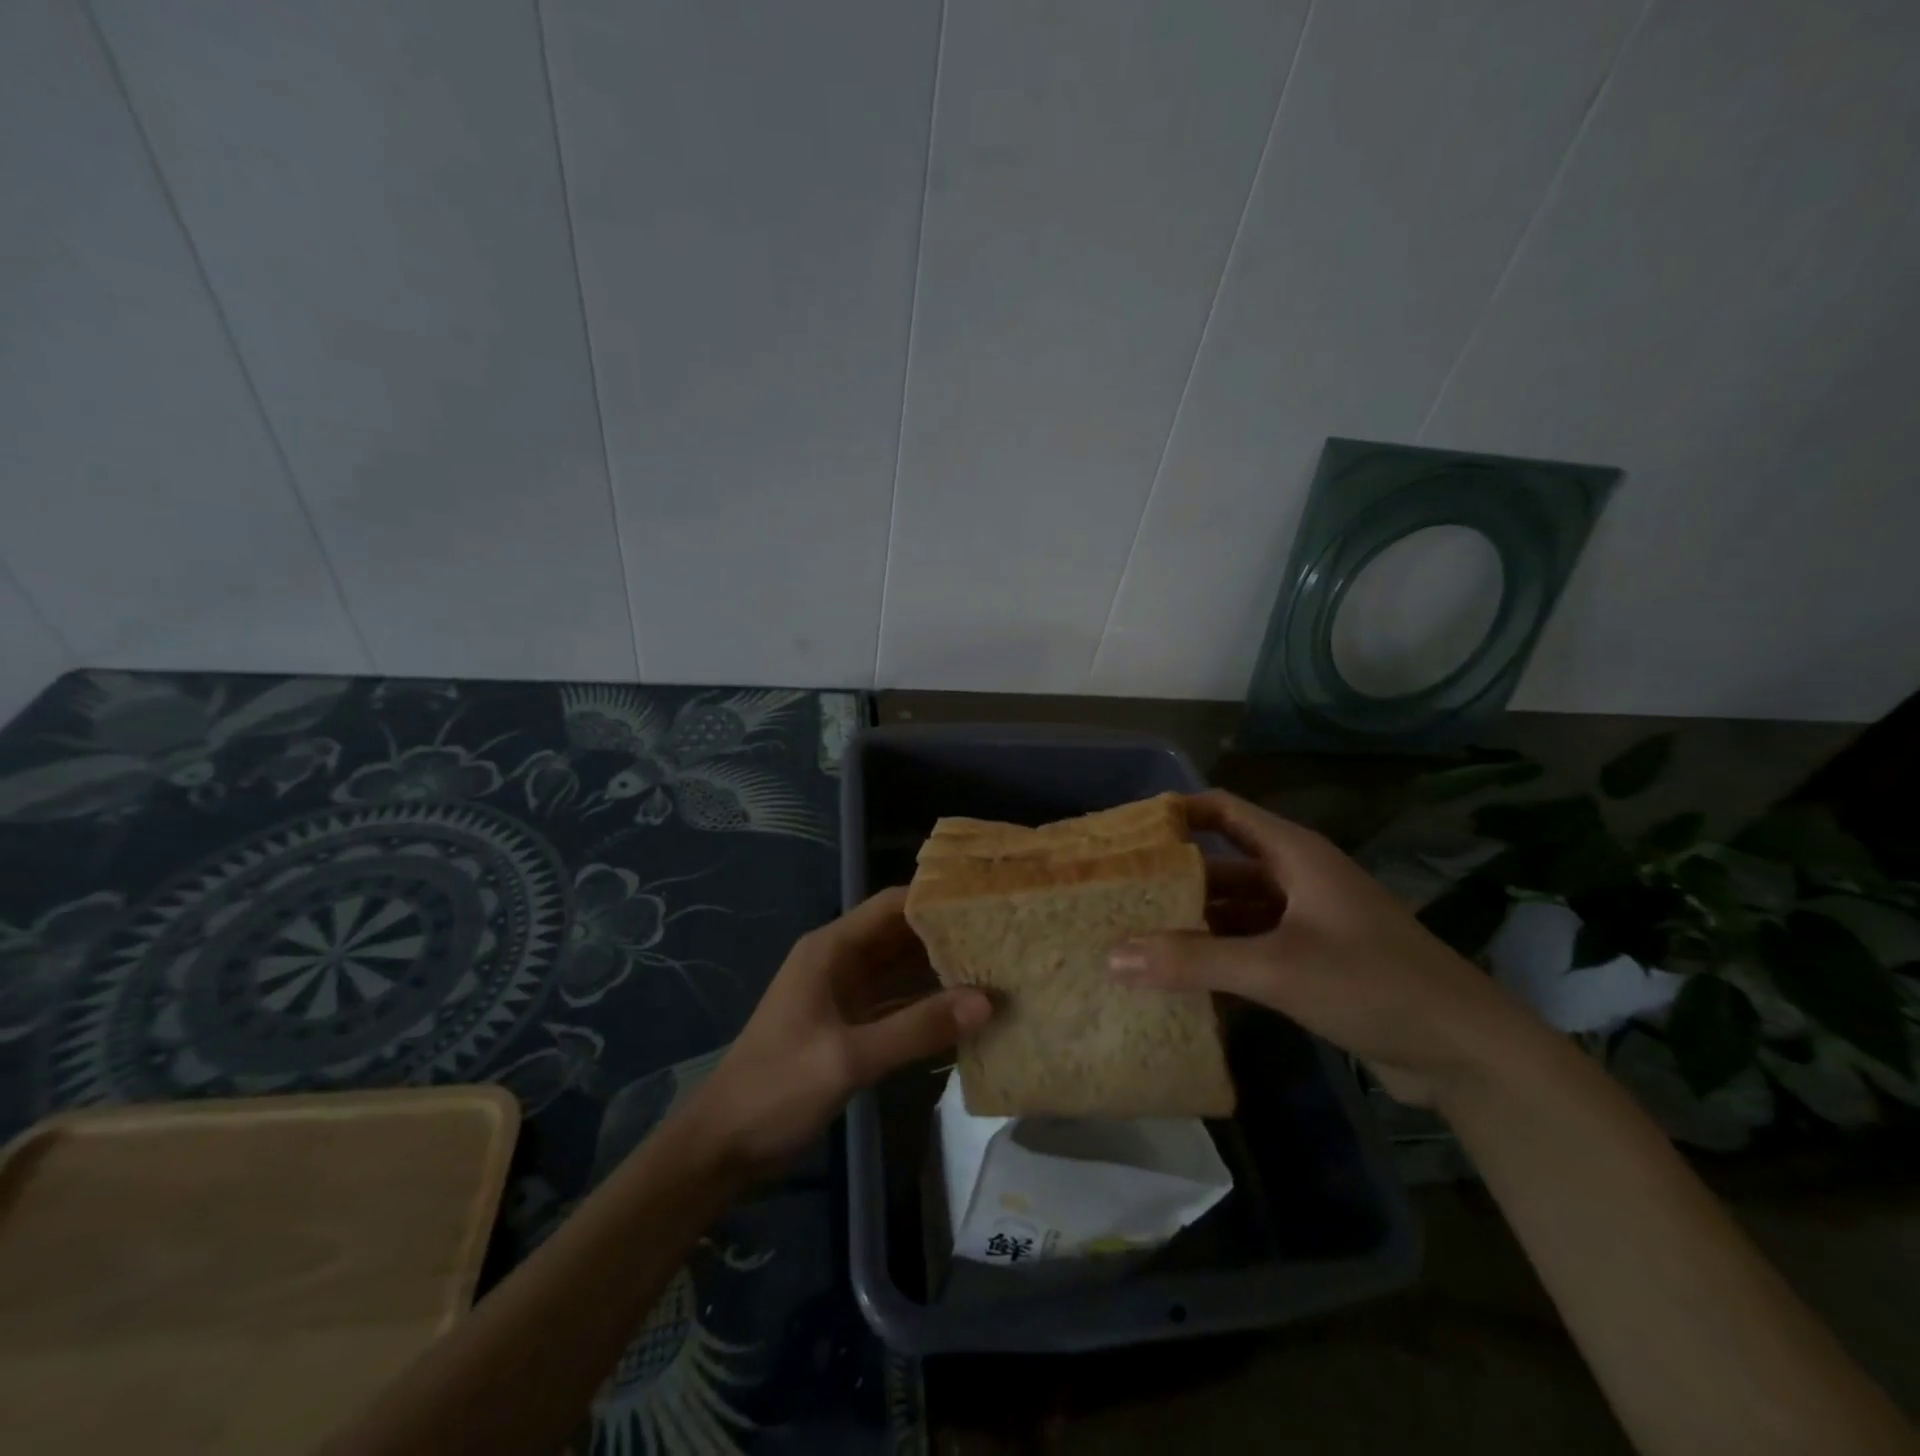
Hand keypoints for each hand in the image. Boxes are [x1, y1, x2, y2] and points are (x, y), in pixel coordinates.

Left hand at [686, 887, 992, 1176]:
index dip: (935, 899)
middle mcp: (841, 962)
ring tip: (996, 970)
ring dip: (941, 972)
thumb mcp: (849, 1058)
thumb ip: (917, 1028)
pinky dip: (928, 1006)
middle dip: (947, 936)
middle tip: (1003, 939)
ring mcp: (846, 995)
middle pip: (901, 935)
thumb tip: (987, 1002)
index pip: (892, 905)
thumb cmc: (777, 1088)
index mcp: (832, 950)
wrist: (724, 1146)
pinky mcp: (850, 1027)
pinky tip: (966, 1013)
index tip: (986, 902)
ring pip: (902, 971)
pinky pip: (898, 1005)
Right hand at [1109, 790, 1542, 1105]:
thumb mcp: (1276, 968)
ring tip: (1134, 939)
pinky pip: (1249, 948)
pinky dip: (1217, 959)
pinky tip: (1177, 980)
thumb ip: (1194, 960)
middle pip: (1221, 864)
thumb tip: (1112, 956)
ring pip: (1233, 910)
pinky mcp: (1311, 962)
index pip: (1222, 811)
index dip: (1175, 814)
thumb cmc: (1373, 984)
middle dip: (1172, 879)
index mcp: (1293, 855)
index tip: (1123, 833)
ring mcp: (1305, 922)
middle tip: (1116, 895)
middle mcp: (1296, 879)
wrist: (1465, 1052)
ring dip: (1192, 924)